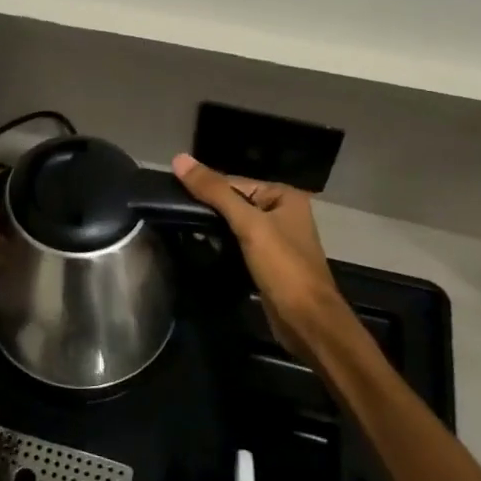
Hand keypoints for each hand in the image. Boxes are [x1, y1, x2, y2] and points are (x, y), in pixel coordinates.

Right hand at [171, 154, 353, 352]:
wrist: (308, 322)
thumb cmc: (283, 267)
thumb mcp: (248, 224)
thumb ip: (215, 192)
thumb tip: (179, 158)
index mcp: (284, 196)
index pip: (234, 182)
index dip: (205, 188)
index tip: (173, 196)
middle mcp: (283, 212)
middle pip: (234, 202)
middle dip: (208, 210)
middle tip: (174, 214)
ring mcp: (276, 239)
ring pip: (235, 225)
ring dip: (213, 229)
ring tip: (181, 229)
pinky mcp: (268, 262)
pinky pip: (239, 244)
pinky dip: (222, 245)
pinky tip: (201, 248)